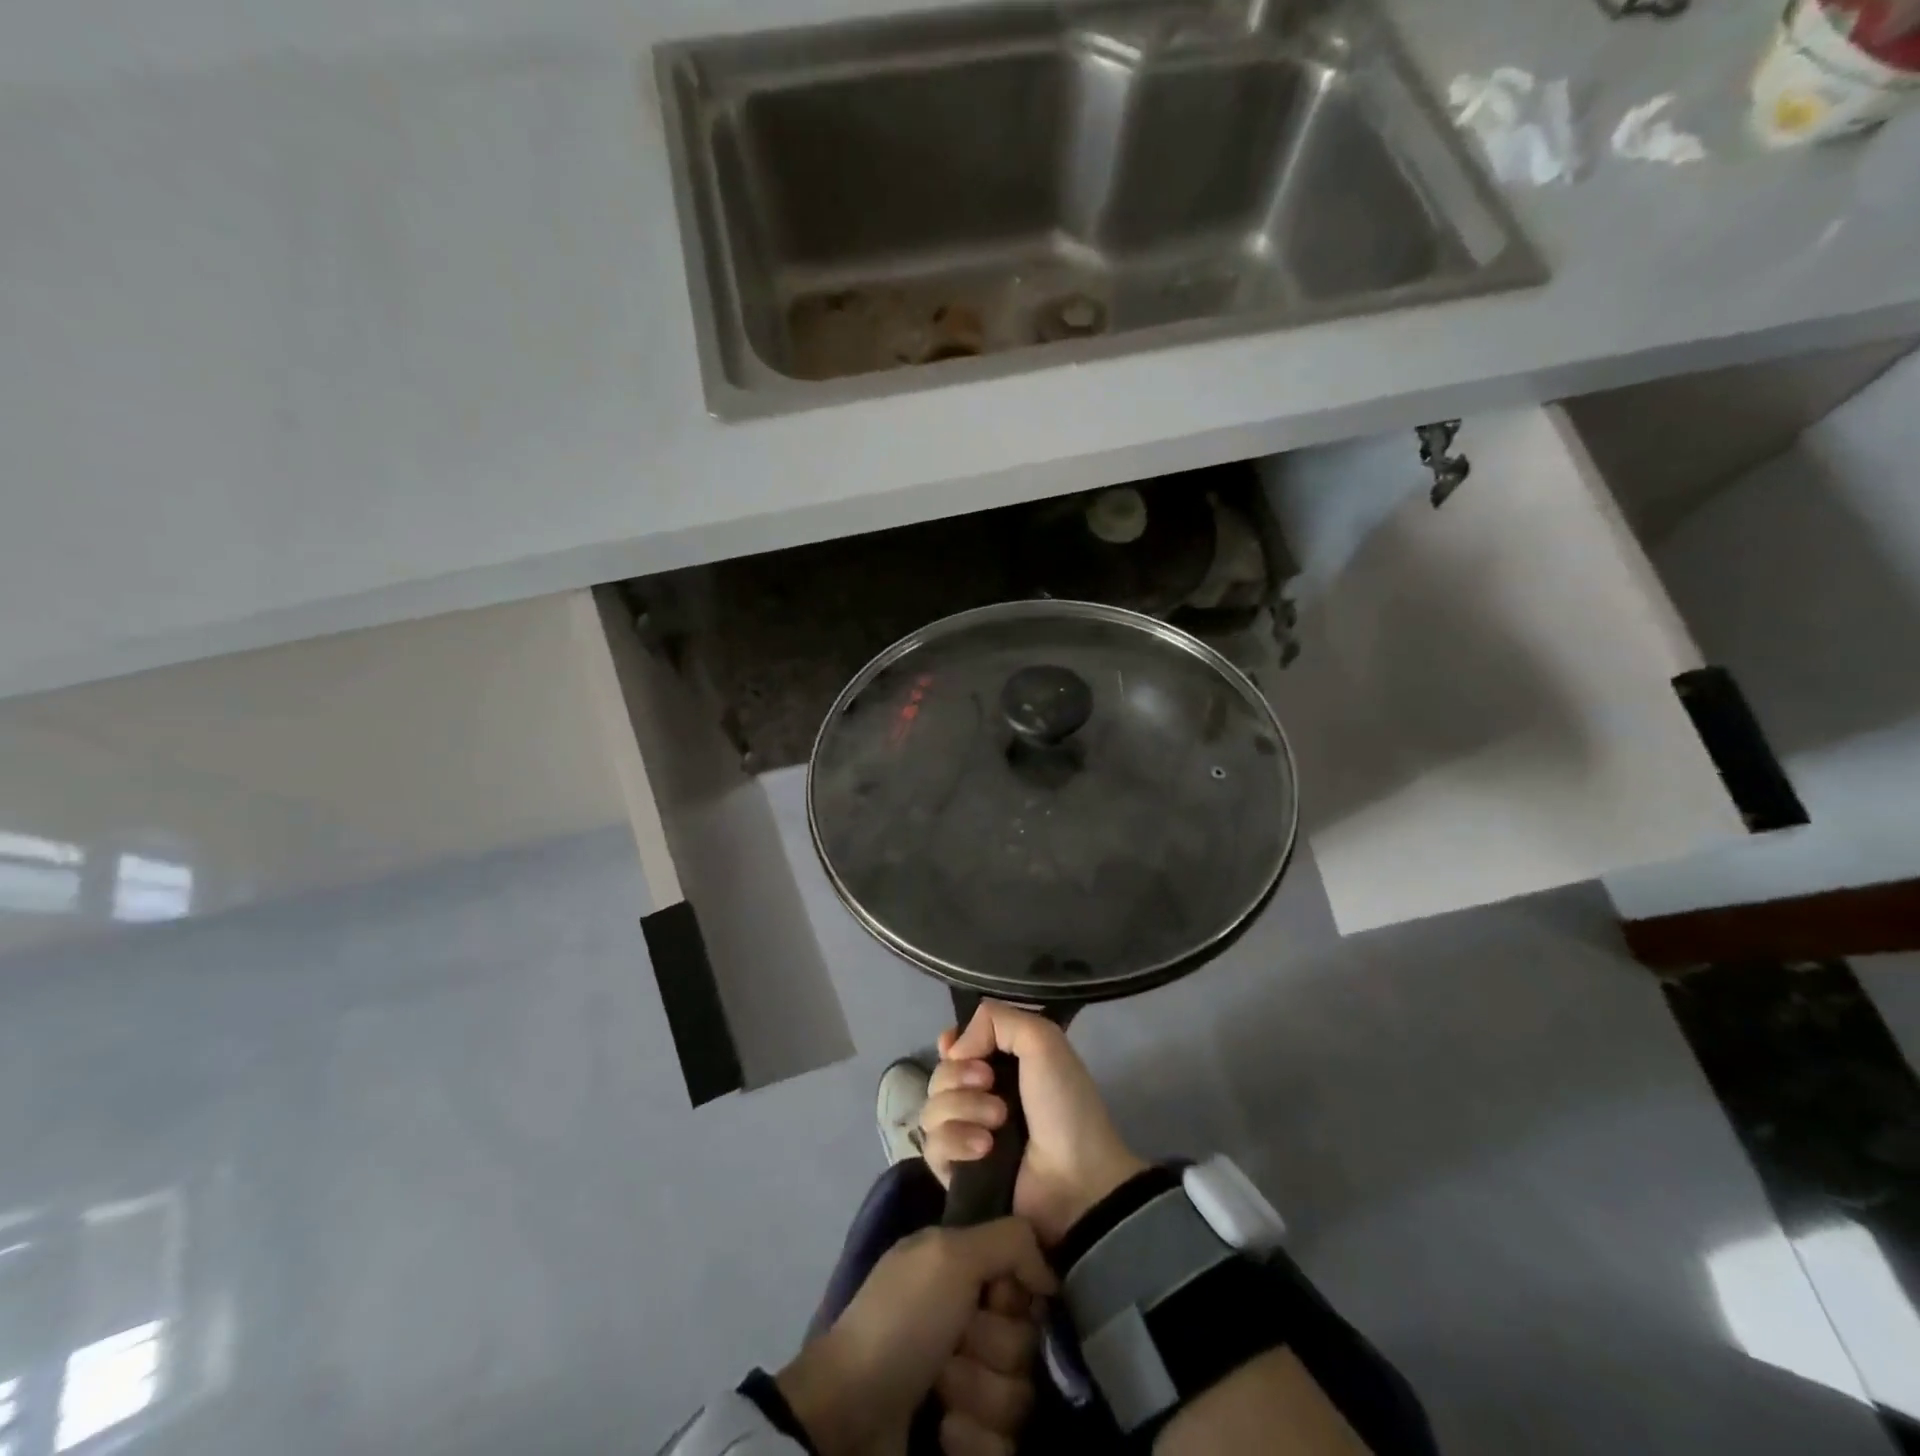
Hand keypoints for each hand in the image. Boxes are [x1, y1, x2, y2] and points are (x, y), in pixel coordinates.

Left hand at [776, 1218, 1055, 1455]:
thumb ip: (1009, 1240)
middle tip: (952, 1345)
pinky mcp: (971, 1440)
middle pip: (1028, 1340)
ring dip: (979, 1394)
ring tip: (938, 1392)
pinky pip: (1006, 1446)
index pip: (1030, 1282)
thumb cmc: (901, 1320)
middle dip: (992, 1347)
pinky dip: (973, 1440)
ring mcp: (972, 1386)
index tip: (993, 1297)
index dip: (1017, 1293)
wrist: (850, 1417)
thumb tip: (1049, 1274)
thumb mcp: (949, 1254)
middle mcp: (973, 1323)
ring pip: (1021, 1396)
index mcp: (965, 1272)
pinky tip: (942, 1431)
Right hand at [920, 1003, 1149, 1245]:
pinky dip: (956, 1143)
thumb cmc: (1065, 1104)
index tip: (956, 1049)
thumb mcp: (1043, 1041)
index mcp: (1001, 1064)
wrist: (1077, 1180)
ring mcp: (966, 1135)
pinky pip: (932, 1147)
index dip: (950, 1045)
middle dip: (959, 1076)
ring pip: (931, 1108)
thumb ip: (997, 1019)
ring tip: (997, 1123)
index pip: (954, 1046)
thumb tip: (953, 1047)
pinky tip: (983, 1150)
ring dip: (963, 1109)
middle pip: (939, 1074)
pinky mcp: (957, 1173)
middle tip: (991, 1086)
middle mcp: (979, 1096)